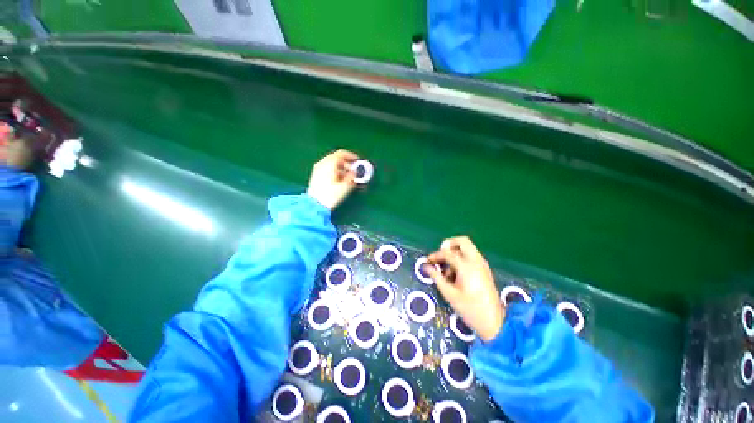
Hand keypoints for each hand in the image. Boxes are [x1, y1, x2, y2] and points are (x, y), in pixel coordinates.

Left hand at [306, 149, 358, 209]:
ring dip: (342, 169)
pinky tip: (340, 181)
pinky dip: (335, 172)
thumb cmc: (330, 195)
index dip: (352, 156)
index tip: (358, 161)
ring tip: (348, 178)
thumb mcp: (345, 186)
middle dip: (347, 164)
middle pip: (337, 158)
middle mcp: (322, 164)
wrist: (314, 206)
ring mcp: (317, 169)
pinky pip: (328, 169)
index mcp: (329, 163)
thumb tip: (356, 172)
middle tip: (355, 171)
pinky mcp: (316, 176)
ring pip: (332, 164)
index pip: (342, 153)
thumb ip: (352, 177)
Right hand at [426, 236, 504, 341]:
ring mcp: (482, 265)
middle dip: (449, 244)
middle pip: (462, 241)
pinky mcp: (485, 270)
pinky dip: (462, 258)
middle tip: (440, 256)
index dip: (435, 255)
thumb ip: (437, 277)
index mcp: (467, 267)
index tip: (428, 261)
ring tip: (447, 270)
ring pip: (467, 248)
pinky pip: (471, 256)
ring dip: (455, 252)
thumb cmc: (470, 309)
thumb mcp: (449, 294)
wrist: (495, 323)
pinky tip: (456, 274)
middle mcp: (476, 261)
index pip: (447, 253)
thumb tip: (426, 267)